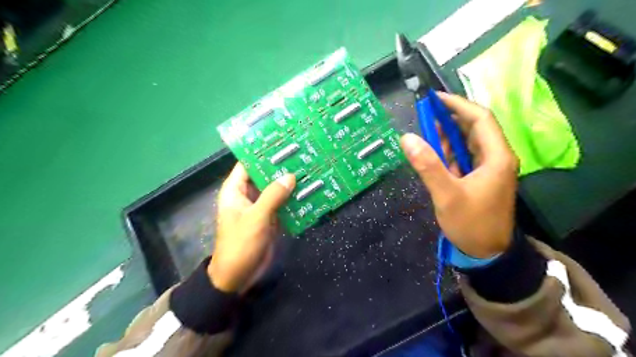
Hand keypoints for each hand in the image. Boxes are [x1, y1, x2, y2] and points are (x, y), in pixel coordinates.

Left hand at [210, 163, 296, 292]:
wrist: (238, 276)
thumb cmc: (240, 244)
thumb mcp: (256, 218)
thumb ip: (273, 196)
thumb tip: (290, 176)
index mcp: (235, 190)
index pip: (247, 164)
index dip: (262, 153)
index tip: (282, 142)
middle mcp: (247, 195)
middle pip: (264, 175)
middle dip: (281, 167)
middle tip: (302, 154)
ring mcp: (260, 207)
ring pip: (275, 189)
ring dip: (289, 183)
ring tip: (309, 169)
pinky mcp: (270, 218)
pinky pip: (282, 204)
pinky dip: (292, 199)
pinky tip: (308, 191)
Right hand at [399, 93, 517, 258]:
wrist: (487, 254)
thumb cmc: (471, 224)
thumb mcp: (446, 195)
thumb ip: (428, 165)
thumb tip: (407, 138)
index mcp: (496, 157)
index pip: (480, 119)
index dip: (458, 105)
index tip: (434, 98)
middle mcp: (496, 158)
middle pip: (475, 128)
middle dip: (450, 119)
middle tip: (425, 115)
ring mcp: (489, 168)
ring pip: (468, 142)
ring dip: (448, 135)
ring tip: (426, 133)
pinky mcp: (480, 178)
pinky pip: (464, 156)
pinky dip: (449, 151)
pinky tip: (434, 153)